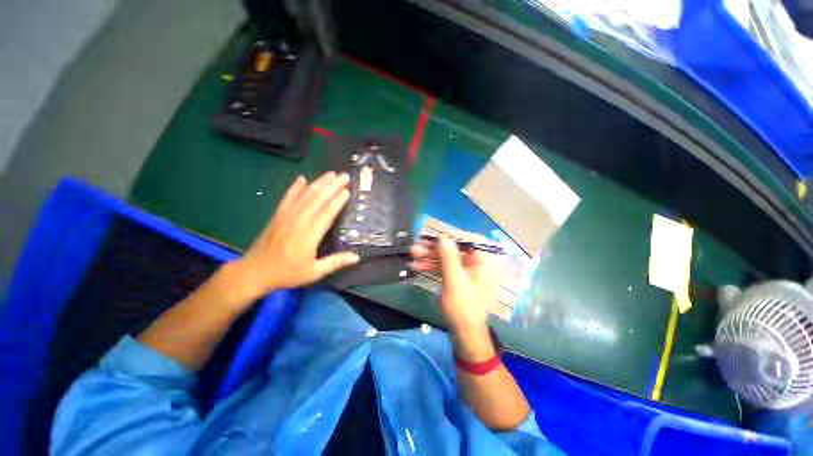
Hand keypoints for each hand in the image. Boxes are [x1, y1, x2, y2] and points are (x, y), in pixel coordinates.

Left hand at [228, 172, 359, 302]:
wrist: (253, 273)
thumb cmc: (286, 274)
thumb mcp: (313, 272)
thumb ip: (335, 262)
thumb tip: (356, 257)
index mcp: (308, 236)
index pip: (325, 213)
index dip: (337, 201)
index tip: (347, 190)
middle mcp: (297, 222)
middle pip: (316, 199)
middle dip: (332, 186)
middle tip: (344, 176)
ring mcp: (285, 217)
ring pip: (304, 196)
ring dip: (318, 183)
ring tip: (331, 174)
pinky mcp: (277, 216)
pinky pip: (287, 198)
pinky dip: (295, 187)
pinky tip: (302, 178)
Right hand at [410, 234, 500, 344]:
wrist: (465, 334)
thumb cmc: (463, 307)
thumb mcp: (454, 281)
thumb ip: (449, 257)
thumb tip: (443, 236)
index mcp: (485, 262)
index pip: (470, 240)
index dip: (451, 236)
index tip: (433, 236)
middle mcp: (478, 264)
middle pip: (455, 249)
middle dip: (435, 248)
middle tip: (417, 245)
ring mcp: (467, 271)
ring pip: (448, 258)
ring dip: (430, 256)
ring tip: (412, 254)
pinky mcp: (458, 278)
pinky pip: (446, 267)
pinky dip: (433, 266)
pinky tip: (417, 266)